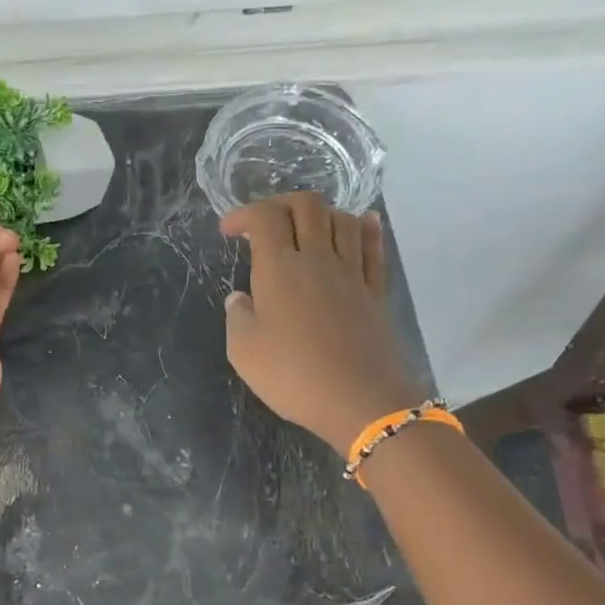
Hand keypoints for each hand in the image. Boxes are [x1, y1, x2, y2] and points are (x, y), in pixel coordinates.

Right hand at [221, 193, 423, 456]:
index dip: (243, 215)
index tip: (229, 231)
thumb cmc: (293, 376)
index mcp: (279, 270)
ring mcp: (352, 272)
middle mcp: (317, 259)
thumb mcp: (244, 352)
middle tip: (265, 224)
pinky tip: (360, 223)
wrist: (360, 400)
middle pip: (306, 206)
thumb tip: (240, 297)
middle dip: (280, 203)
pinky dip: (364, 227)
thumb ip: (238, 317)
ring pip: (341, 219)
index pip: (265, 218)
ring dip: (320, 214)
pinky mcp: (375, 291)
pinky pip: (373, 246)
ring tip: (305, 230)